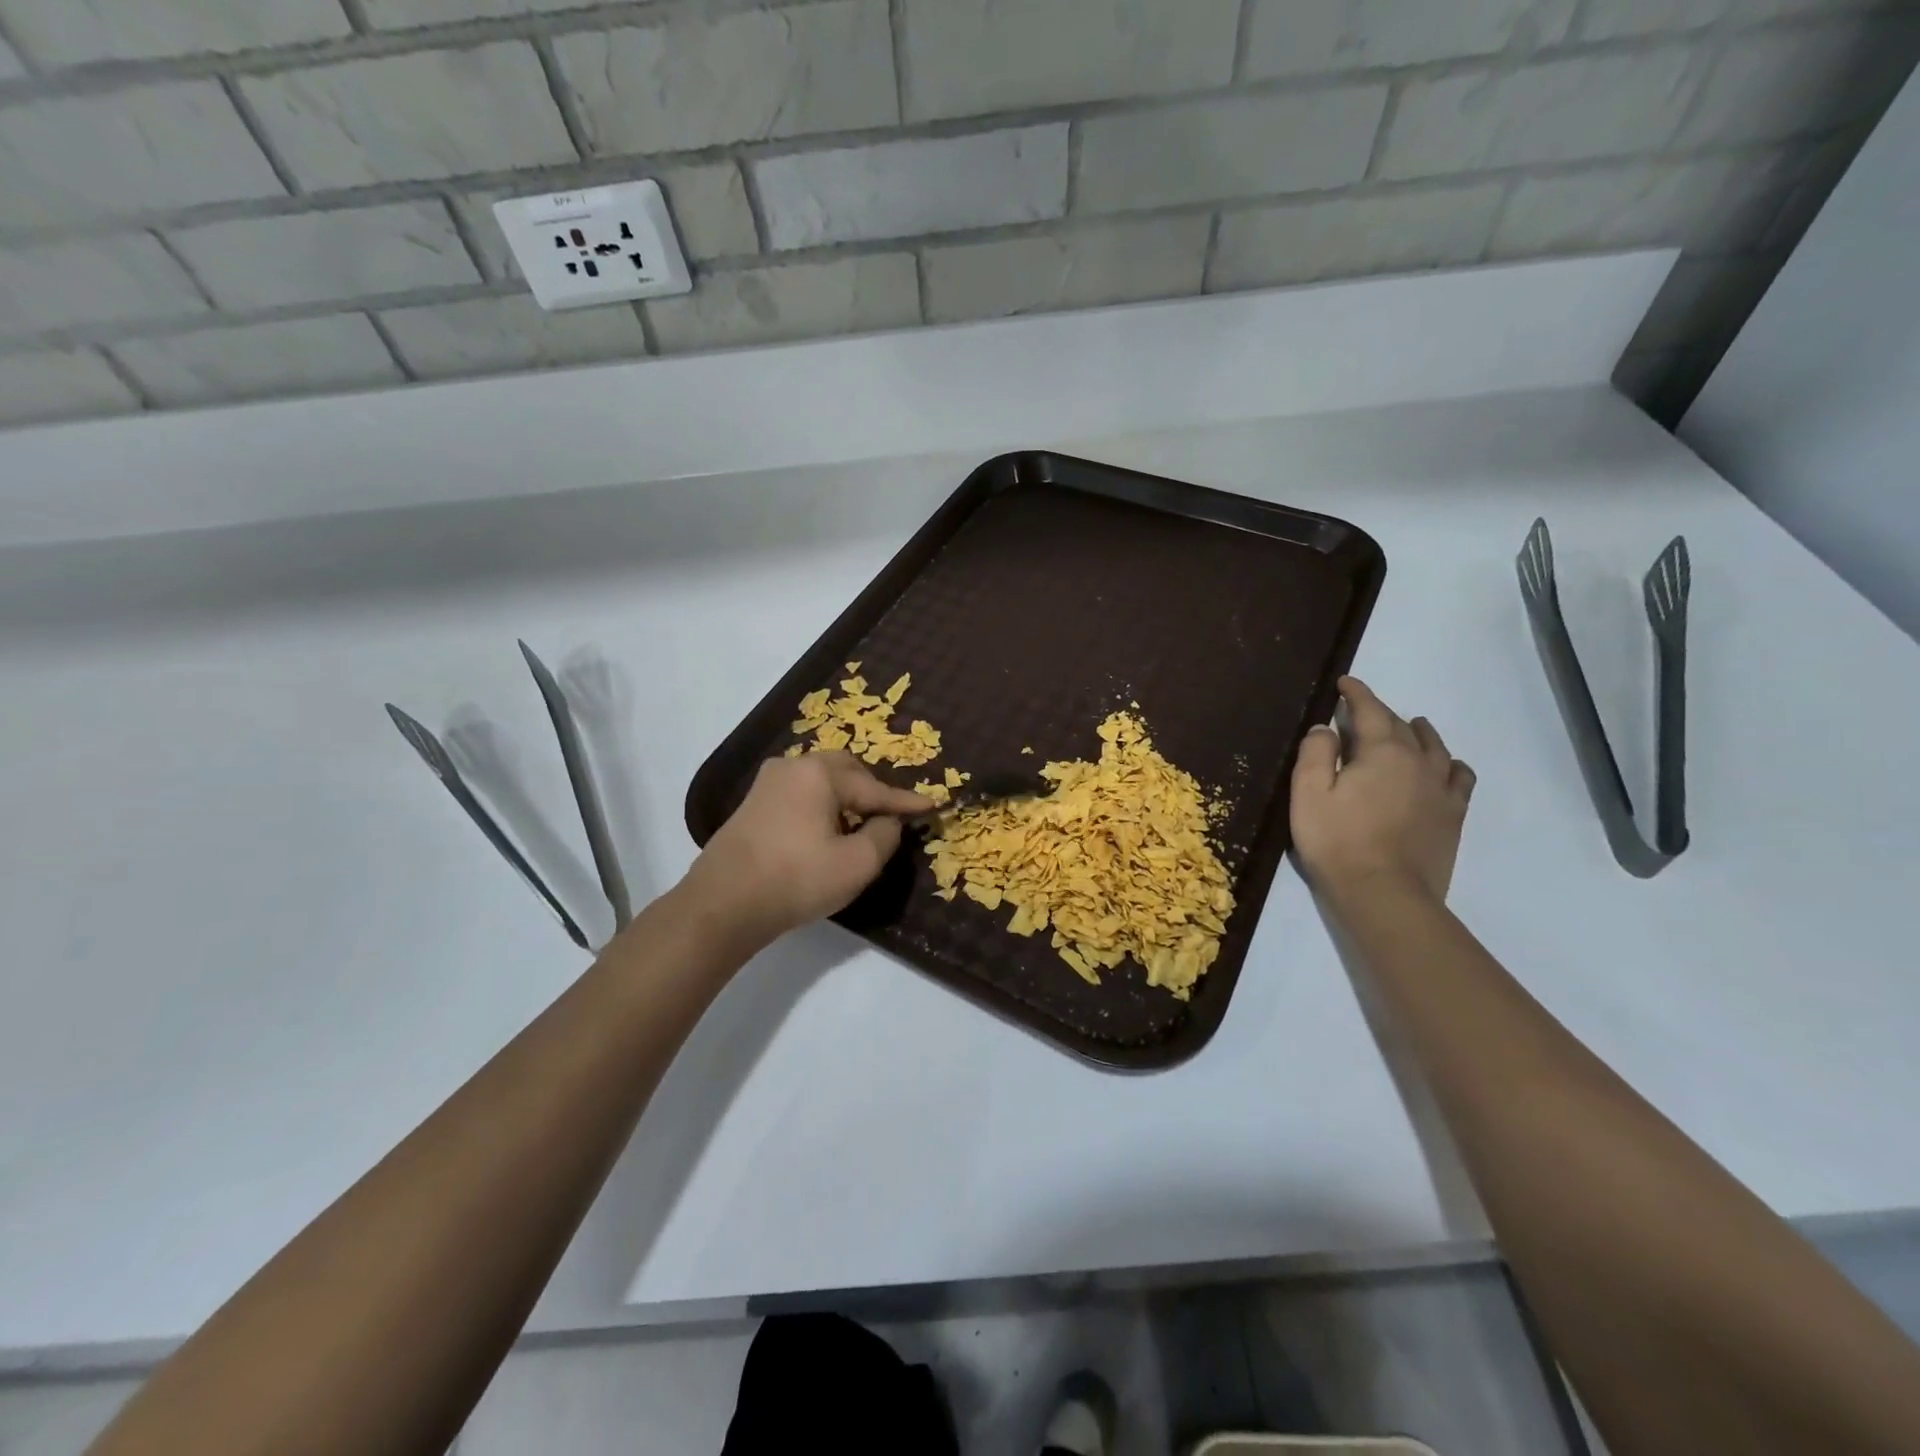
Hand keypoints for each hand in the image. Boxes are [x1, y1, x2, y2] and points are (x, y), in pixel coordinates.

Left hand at [675, 752, 932, 949]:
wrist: (722, 904)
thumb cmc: (796, 880)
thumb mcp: (857, 864)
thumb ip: (885, 835)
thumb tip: (887, 821)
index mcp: (820, 774)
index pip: (875, 788)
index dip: (905, 802)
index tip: (933, 806)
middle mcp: (793, 766)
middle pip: (846, 771)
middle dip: (871, 791)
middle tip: (890, 816)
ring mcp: (768, 783)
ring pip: (821, 781)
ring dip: (845, 798)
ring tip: (859, 826)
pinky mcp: (753, 803)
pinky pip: (801, 794)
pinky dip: (821, 806)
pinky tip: (825, 832)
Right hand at [1290, 677, 1475, 905]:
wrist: (1385, 895)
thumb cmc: (1337, 842)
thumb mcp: (1308, 794)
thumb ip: (1315, 754)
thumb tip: (1325, 728)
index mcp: (1383, 751)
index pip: (1370, 710)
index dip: (1356, 693)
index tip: (1344, 683)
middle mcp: (1419, 762)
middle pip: (1402, 726)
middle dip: (1380, 713)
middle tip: (1360, 712)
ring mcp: (1441, 789)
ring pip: (1436, 747)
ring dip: (1419, 732)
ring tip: (1410, 728)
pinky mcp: (1453, 816)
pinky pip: (1459, 777)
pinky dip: (1450, 764)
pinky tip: (1444, 767)